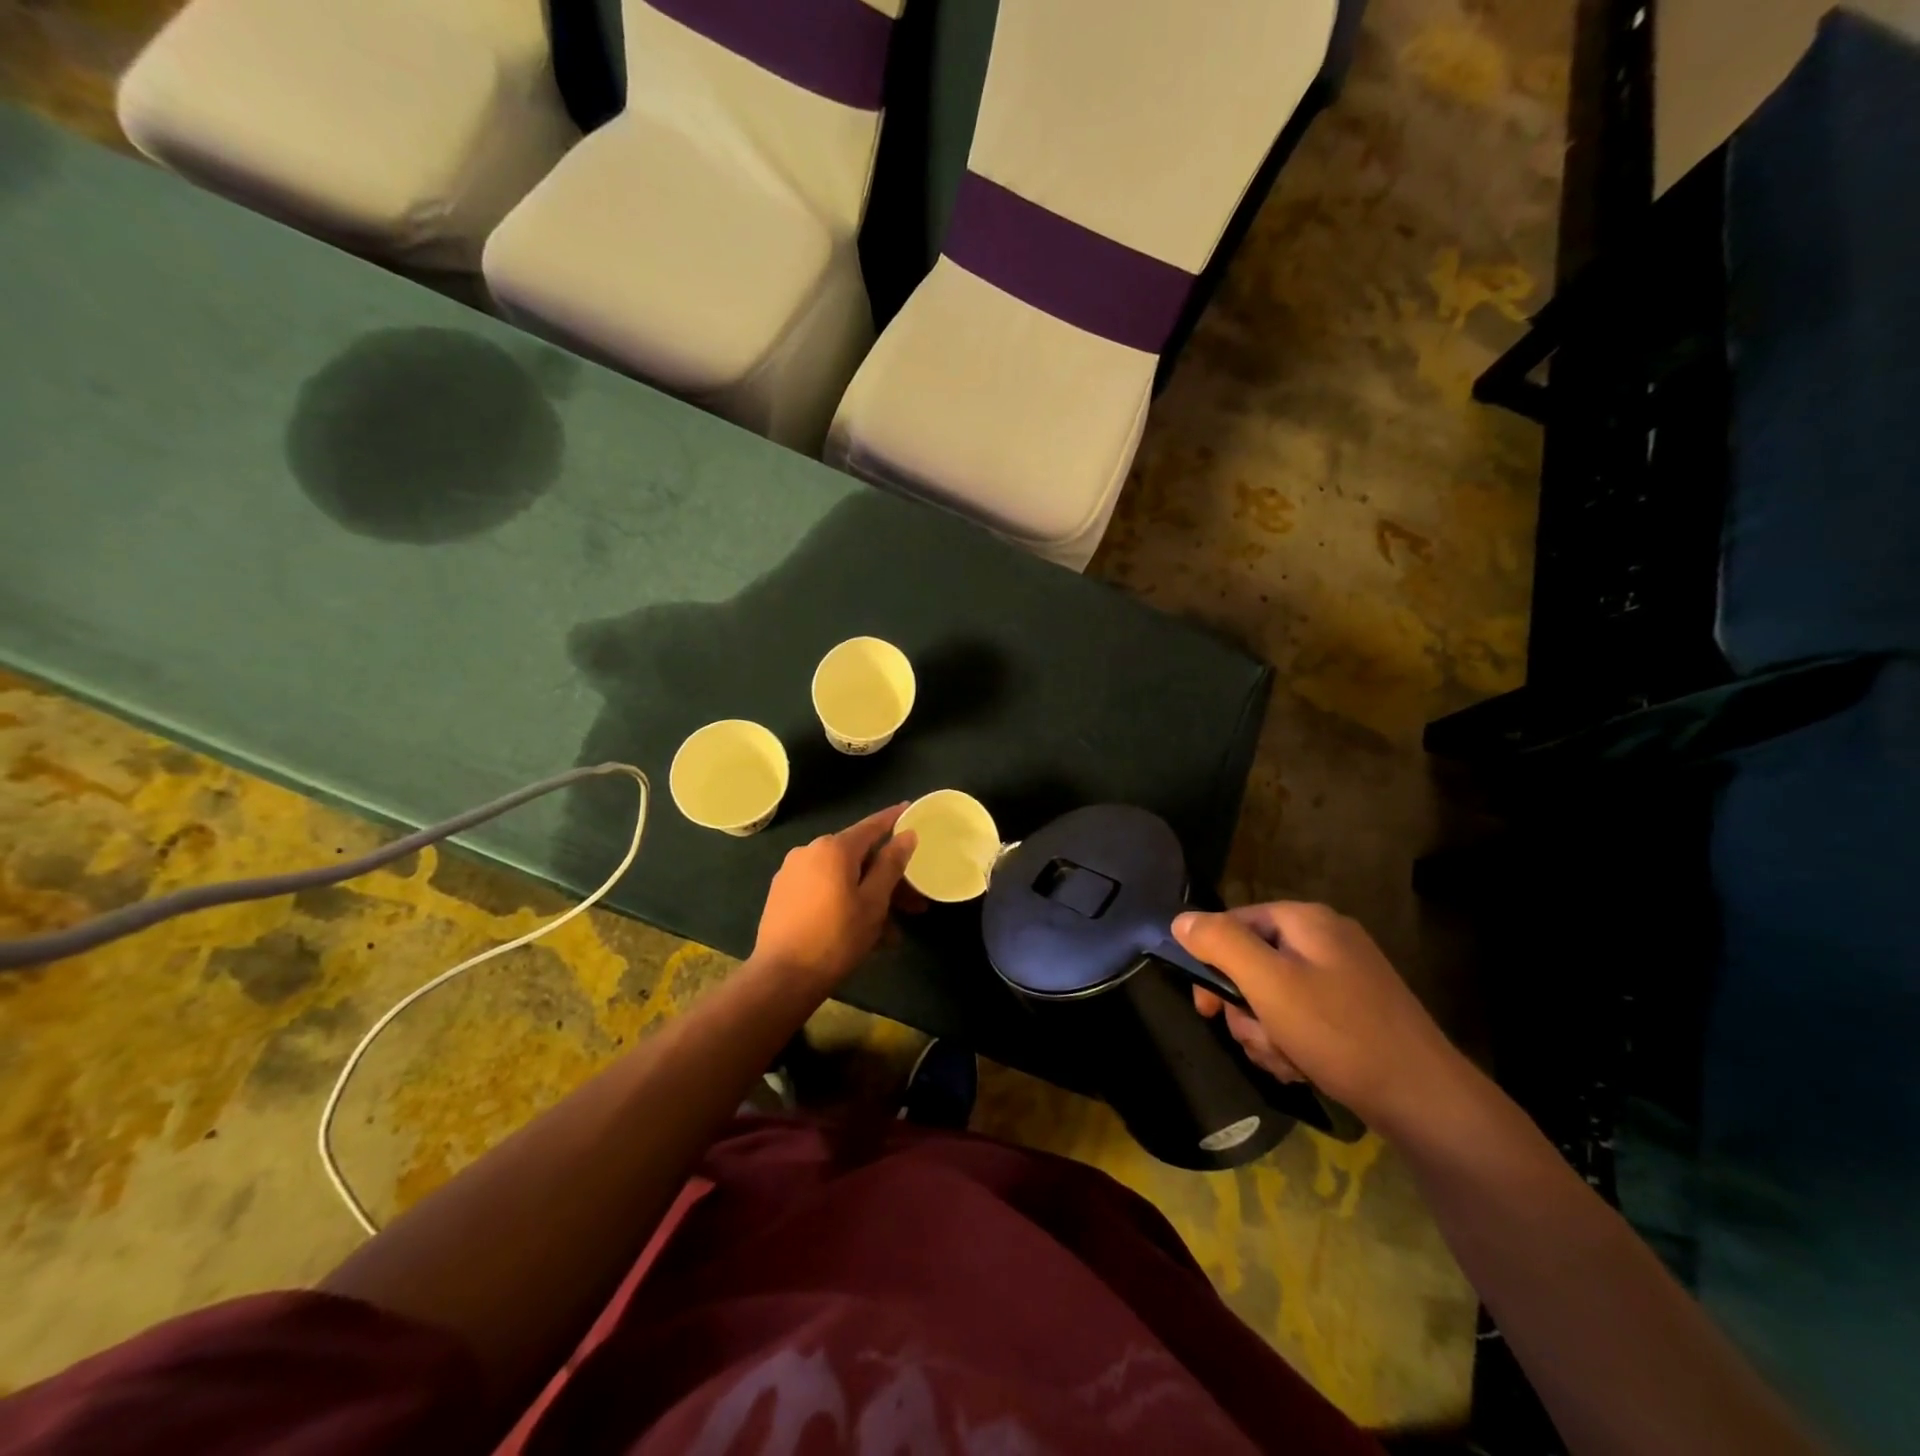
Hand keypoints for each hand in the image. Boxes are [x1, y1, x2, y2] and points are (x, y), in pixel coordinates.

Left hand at [752, 804, 917, 994]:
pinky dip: (845, 903)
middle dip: (888, 879)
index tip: (909, 809)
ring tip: (890, 933)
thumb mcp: (873, 902)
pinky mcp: (783, 895)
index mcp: (834, 848)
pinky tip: (863, 934)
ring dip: (869, 898)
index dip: (893, 819)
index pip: (871, 826)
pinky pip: (824, 890)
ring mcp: (792, 873)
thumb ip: (891, 864)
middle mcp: (810, 851)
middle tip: (914, 903)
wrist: (782, 977)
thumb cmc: (836, 937)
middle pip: (858, 857)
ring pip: (842, 878)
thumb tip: (906, 834)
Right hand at [1173, 902, 1467, 1136]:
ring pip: (1272, 996)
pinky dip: (1292, 1042)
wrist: (1424, 1100)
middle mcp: (1324, 939)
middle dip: (1245, 1008)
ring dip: (1266, 1032)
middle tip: (1256, 1039)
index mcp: (1305, 920)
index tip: (1206, 1007)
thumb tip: (1181, 920)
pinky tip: (1303, 1067)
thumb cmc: (1338, 1033)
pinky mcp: (1353, 1011)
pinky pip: (1300, 1016)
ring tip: (1286, 1060)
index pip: (1233, 923)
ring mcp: (1343, 976)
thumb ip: (1220, 944)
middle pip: (1252, 963)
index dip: (1211, 962)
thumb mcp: (1268, 984)